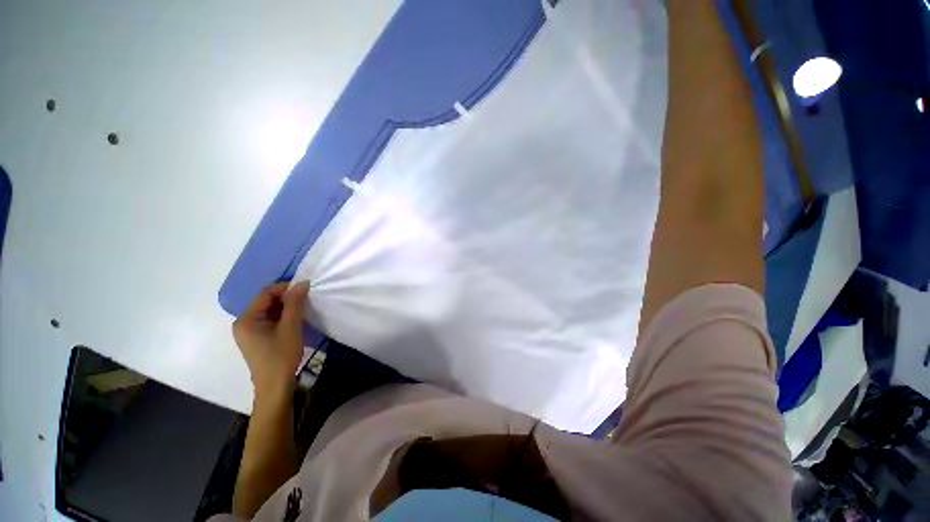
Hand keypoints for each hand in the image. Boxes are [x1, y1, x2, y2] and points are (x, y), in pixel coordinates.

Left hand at [233, 281, 309, 398]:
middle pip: (267, 301)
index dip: (286, 288)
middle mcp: (244, 322)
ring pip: (270, 310)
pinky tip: (295, 321)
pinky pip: (270, 320)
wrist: (275, 386)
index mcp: (247, 319)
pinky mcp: (257, 338)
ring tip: (303, 311)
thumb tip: (302, 282)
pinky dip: (284, 317)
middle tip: (307, 301)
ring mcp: (249, 331)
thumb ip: (295, 303)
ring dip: (287, 308)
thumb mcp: (291, 327)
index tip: (306, 290)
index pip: (266, 293)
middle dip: (287, 298)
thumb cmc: (281, 356)